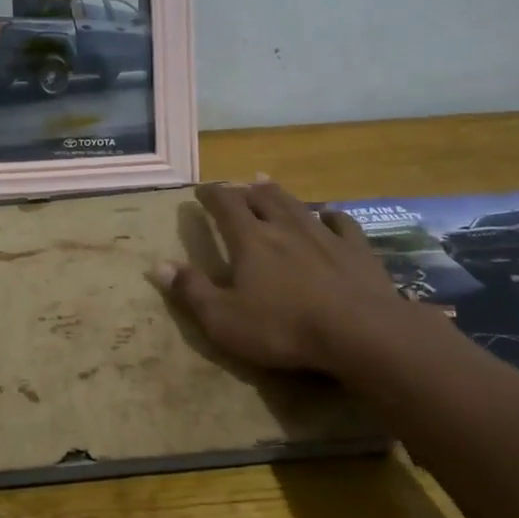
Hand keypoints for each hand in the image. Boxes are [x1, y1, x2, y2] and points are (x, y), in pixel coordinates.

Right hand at [157, 179, 432, 380]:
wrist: (361, 333)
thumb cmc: (284, 328)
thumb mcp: (224, 319)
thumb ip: (191, 290)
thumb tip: (158, 265)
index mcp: (250, 240)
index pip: (225, 205)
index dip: (211, 194)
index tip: (201, 190)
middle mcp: (284, 227)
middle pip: (262, 197)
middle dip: (246, 189)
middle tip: (238, 185)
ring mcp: (324, 236)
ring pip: (297, 204)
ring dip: (280, 194)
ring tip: (268, 184)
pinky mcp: (357, 251)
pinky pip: (342, 223)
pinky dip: (331, 216)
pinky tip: (330, 215)